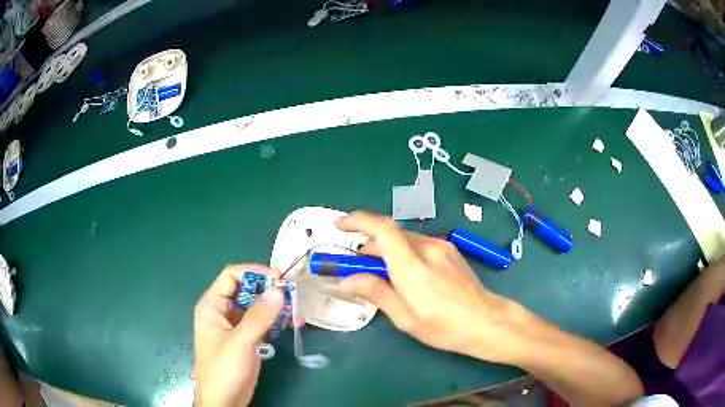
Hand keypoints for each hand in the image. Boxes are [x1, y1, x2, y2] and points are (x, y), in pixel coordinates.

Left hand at [194, 264, 283, 406]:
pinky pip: (263, 323)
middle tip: (292, 294)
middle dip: (268, 290)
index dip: (254, 273)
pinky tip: (294, 323)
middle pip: (247, 290)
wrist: (224, 400)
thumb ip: (258, 317)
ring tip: (297, 309)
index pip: (232, 276)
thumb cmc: (223, 370)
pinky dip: (277, 321)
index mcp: (213, 306)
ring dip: (276, 306)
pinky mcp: (248, 338)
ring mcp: (236, 326)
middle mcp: (224, 311)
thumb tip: (278, 290)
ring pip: (257, 306)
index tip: (278, 279)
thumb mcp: (239, 343)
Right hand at [335, 212, 521, 363]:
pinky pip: (418, 243)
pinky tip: (405, 272)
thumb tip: (347, 280)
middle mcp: (427, 248)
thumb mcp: (405, 318)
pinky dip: (403, 251)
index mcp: (412, 267)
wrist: (486, 320)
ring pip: (404, 238)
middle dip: (369, 245)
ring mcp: (441, 246)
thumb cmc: (444, 326)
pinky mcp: (449, 249)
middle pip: (390, 234)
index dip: (357, 221)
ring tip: (382, 274)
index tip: (339, 226)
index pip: (382, 229)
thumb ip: (376, 293)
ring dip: (386, 249)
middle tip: (358, 267)